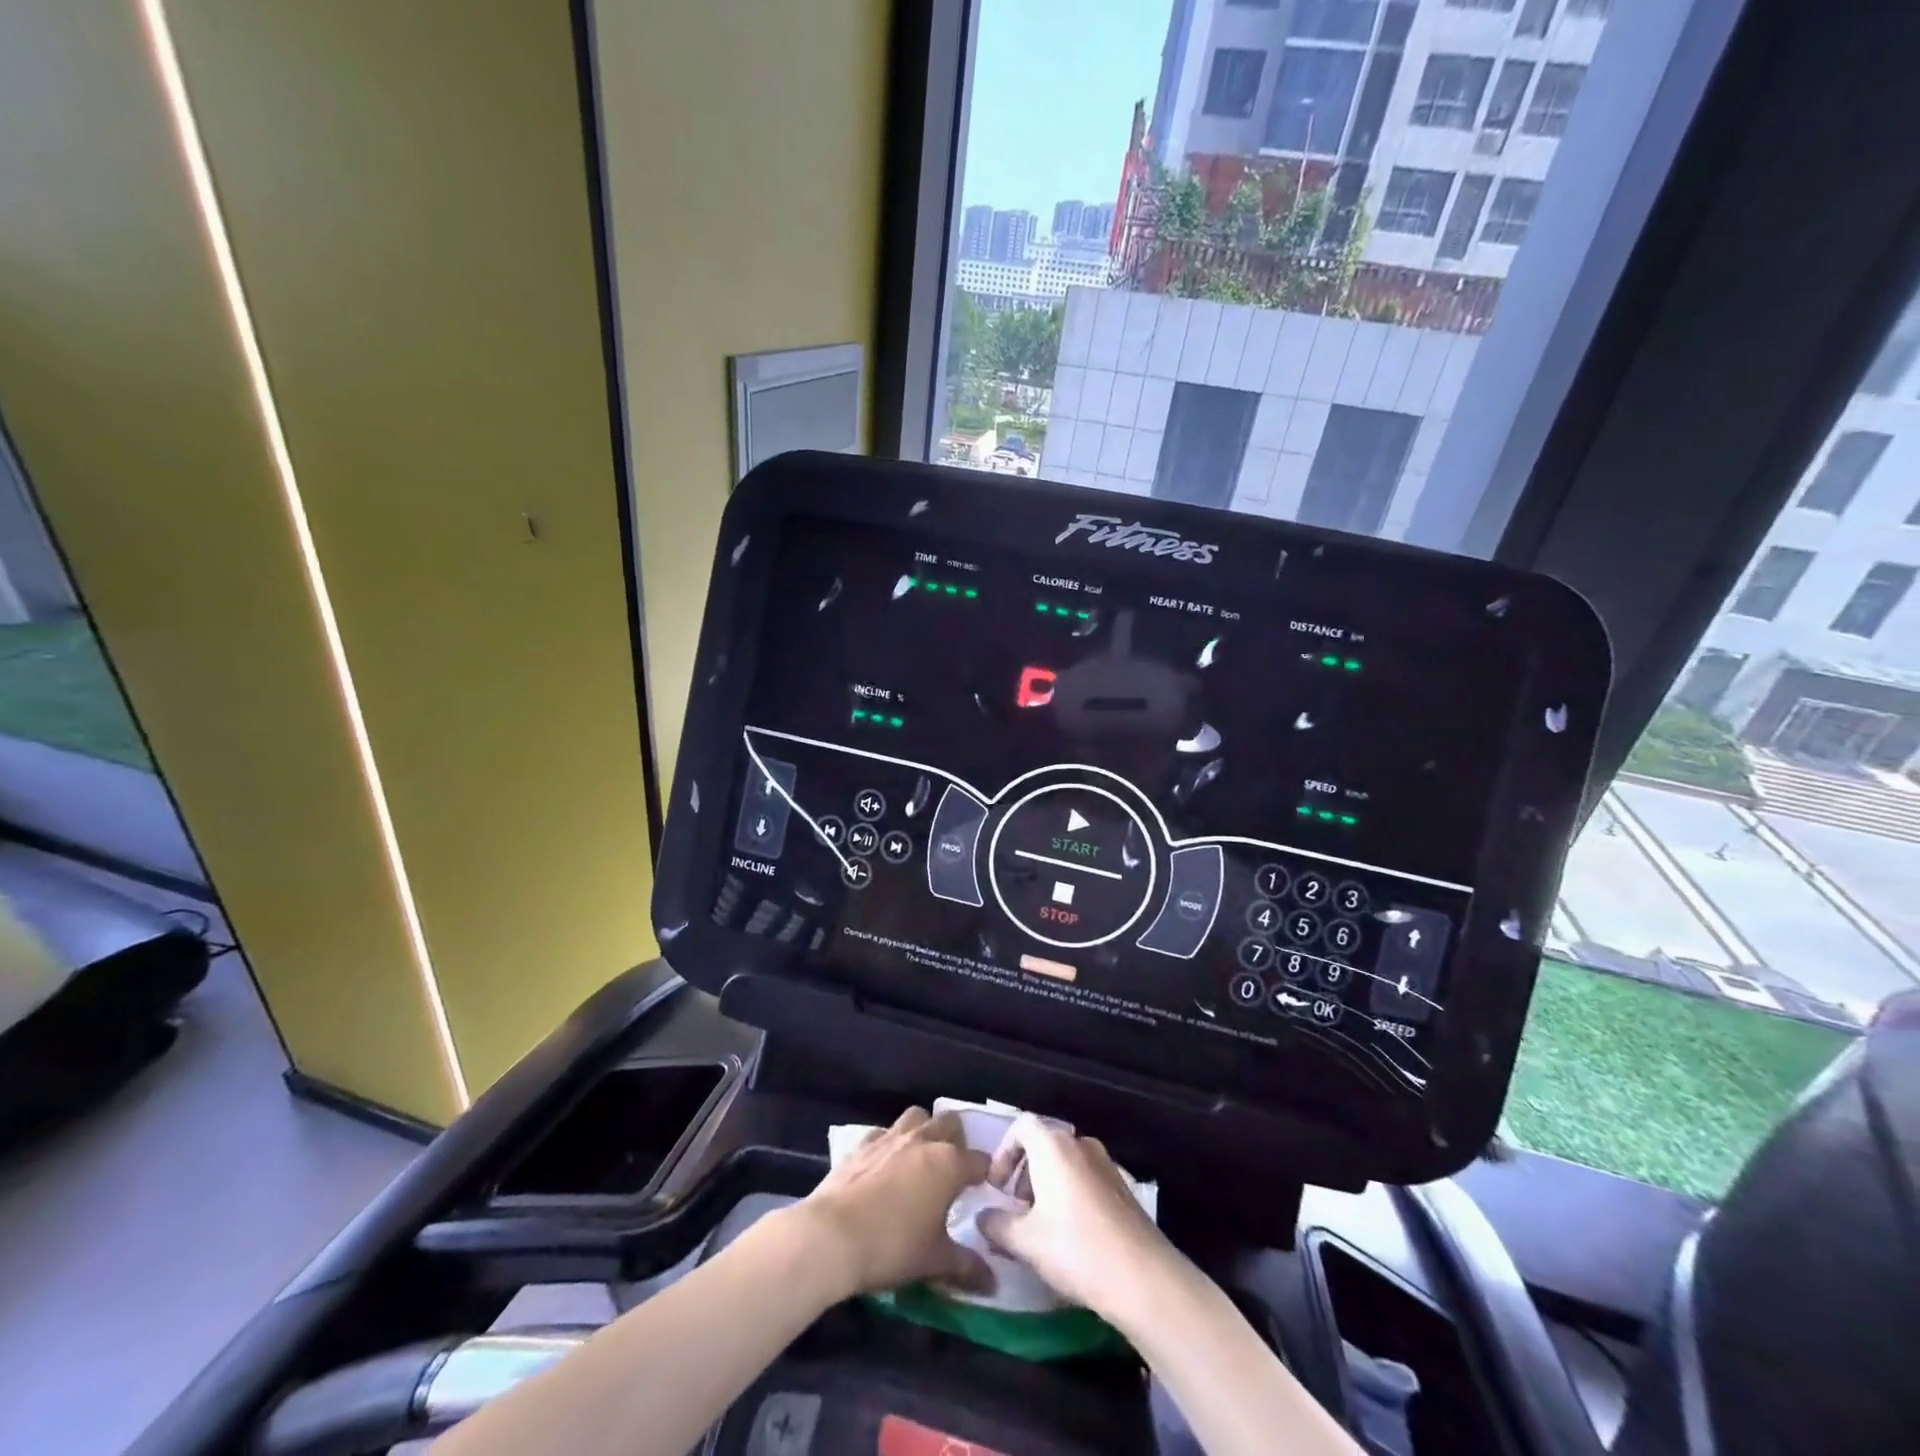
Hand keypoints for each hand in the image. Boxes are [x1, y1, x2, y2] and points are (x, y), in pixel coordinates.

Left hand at [791, 1107, 991, 1297]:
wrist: (832, 1235)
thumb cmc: (892, 1246)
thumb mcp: (934, 1261)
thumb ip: (967, 1266)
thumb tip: (993, 1282)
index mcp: (948, 1163)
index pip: (979, 1161)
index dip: (986, 1174)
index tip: (986, 1190)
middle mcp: (923, 1140)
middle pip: (950, 1123)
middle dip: (957, 1141)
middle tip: (953, 1170)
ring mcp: (891, 1136)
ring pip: (917, 1117)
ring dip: (924, 1131)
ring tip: (922, 1159)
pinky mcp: (862, 1143)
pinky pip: (884, 1132)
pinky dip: (890, 1143)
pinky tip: (886, 1165)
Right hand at [975, 1115, 1176, 1319]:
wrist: (1143, 1277)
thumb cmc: (1076, 1249)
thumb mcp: (1025, 1241)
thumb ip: (997, 1224)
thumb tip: (982, 1217)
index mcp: (1054, 1146)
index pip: (1021, 1126)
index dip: (1004, 1152)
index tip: (998, 1187)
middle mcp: (1080, 1144)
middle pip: (1044, 1143)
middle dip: (1024, 1172)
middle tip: (1016, 1210)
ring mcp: (1106, 1163)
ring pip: (1066, 1163)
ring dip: (1048, 1185)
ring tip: (1042, 1226)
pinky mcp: (1124, 1187)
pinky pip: (1087, 1179)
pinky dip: (1072, 1195)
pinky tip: (1073, 1235)